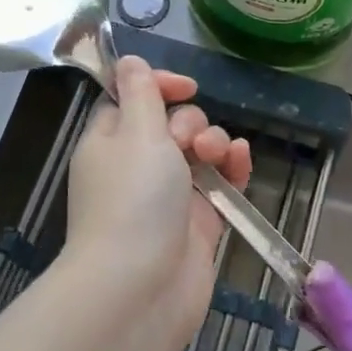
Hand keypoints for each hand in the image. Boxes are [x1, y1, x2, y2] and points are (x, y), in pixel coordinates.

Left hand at [65, 57, 251, 345]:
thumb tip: (128, 60)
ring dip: (215, 141)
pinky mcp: (199, 219)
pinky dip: (232, 167)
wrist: (141, 290)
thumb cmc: (133, 200)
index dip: (159, 85)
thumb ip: (140, 92)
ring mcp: (170, 193)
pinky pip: (221, 180)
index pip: (133, 97)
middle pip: (172, 121)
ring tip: (216, 157)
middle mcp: (137, 164)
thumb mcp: (135, 133)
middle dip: (190, 121)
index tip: (184, 86)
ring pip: (201, 149)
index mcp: (110, 140)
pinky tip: (241, 161)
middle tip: (188, 143)